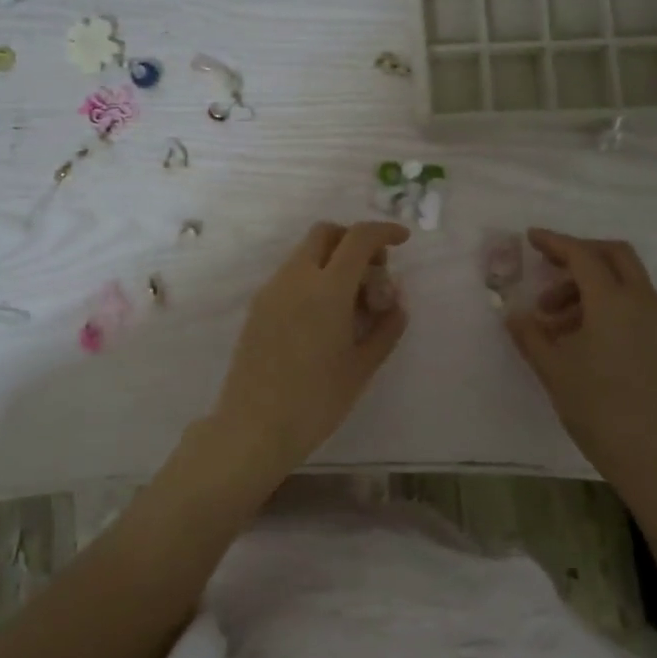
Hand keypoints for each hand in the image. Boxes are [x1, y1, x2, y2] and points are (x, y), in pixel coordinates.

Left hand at [209, 221, 410, 476]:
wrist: (254, 426)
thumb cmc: (316, 400)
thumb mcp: (362, 366)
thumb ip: (386, 328)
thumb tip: (396, 304)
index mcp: (327, 289)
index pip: (359, 239)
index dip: (384, 231)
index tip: (402, 240)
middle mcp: (296, 278)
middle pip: (326, 233)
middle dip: (354, 240)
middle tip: (373, 273)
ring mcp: (271, 290)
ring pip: (305, 253)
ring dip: (332, 259)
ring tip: (351, 302)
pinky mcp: (258, 307)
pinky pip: (290, 275)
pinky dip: (314, 277)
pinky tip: (325, 316)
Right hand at [505, 229, 656, 492]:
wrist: (656, 457)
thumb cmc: (598, 409)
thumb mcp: (553, 369)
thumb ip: (529, 334)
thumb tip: (514, 312)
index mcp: (614, 302)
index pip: (582, 255)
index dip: (554, 242)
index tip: (530, 238)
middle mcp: (642, 302)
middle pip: (614, 255)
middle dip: (579, 254)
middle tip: (547, 269)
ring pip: (625, 280)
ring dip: (589, 284)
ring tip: (554, 319)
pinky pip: (634, 303)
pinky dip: (606, 302)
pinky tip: (580, 335)